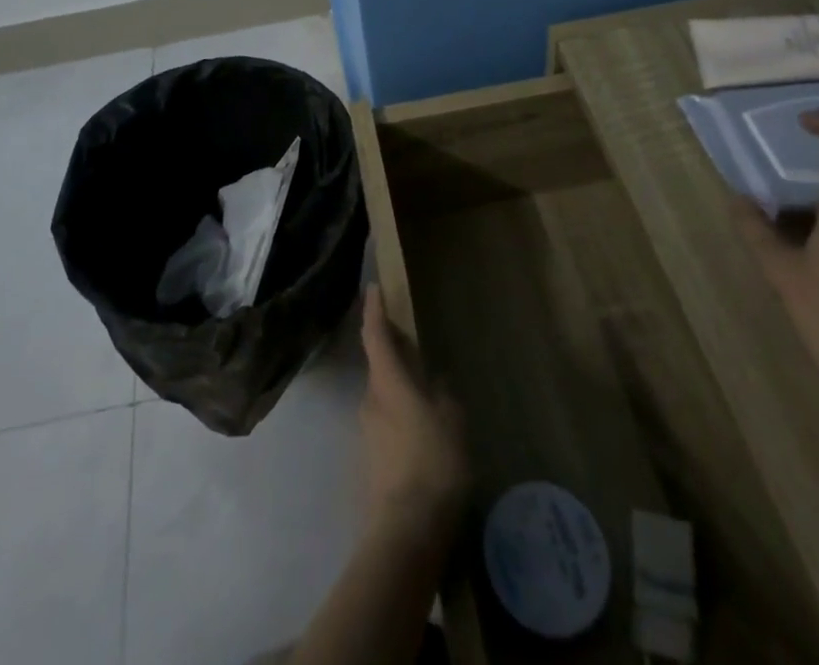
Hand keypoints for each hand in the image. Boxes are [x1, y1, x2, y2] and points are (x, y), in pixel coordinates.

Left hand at [359, 286, 468, 537]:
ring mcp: (367, 431)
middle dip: (394, 356)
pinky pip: (386, 425)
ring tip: (427, 400)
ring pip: (383, 398)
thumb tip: (433, 383)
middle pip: (379, 367)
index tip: (373, 288)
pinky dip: (401, 420)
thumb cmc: (433, 463)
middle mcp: (370, 399)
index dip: (375, 310)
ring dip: (400, 392)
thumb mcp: (451, 421)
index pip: (375, 335)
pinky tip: (423, 437)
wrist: (406, 531)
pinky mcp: (370, 459)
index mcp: (387, 381)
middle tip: (416, 350)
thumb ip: (442, 394)